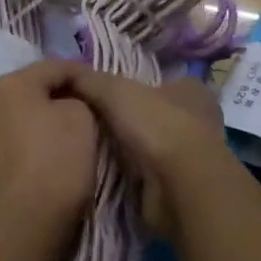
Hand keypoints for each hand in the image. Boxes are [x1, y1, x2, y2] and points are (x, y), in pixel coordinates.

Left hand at [0, 62, 99, 251]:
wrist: (19, 227)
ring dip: (34, 130)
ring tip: (59, 147)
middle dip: (54, 102)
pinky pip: (4, 155)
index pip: (54, 68)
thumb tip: (63, 108)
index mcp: (12, 85)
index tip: (99, 88)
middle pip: (29, 95)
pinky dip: (21, 157)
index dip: (80, 75)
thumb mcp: (82, 119)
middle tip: (82, 116)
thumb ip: (75, 101)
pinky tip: (37, 174)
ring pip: (13, 125)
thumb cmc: (56, 163)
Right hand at [65, 70, 230, 238]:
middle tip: (89, 124)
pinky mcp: (181, 186)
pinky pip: (149, 174)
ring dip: (128, 150)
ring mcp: (191, 156)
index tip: (102, 96)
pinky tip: (107, 174)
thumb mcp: (115, 90)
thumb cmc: (156, 125)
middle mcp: (197, 120)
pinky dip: (132, 175)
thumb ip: (89, 80)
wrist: (179, 187)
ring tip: (92, 150)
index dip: (131, 87)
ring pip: (151, 146)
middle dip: (127, 121)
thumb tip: (62, 72)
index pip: (157, 82)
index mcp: (191, 89)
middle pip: (153, 115)